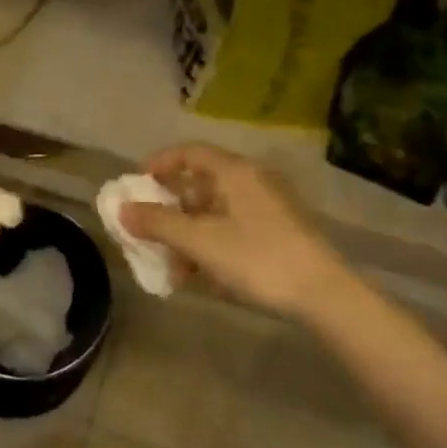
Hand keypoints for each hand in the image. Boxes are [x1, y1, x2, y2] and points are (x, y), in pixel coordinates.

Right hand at [118, 143, 342, 317]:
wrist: (323, 294)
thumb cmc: (257, 258)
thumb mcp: (200, 242)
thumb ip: (158, 224)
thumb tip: (122, 210)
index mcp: (234, 172)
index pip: (189, 153)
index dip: (159, 164)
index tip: (136, 184)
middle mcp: (251, 181)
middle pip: (199, 185)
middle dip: (170, 211)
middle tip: (148, 232)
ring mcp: (267, 207)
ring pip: (215, 212)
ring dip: (189, 236)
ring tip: (174, 268)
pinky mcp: (278, 232)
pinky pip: (232, 229)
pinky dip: (211, 246)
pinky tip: (202, 277)